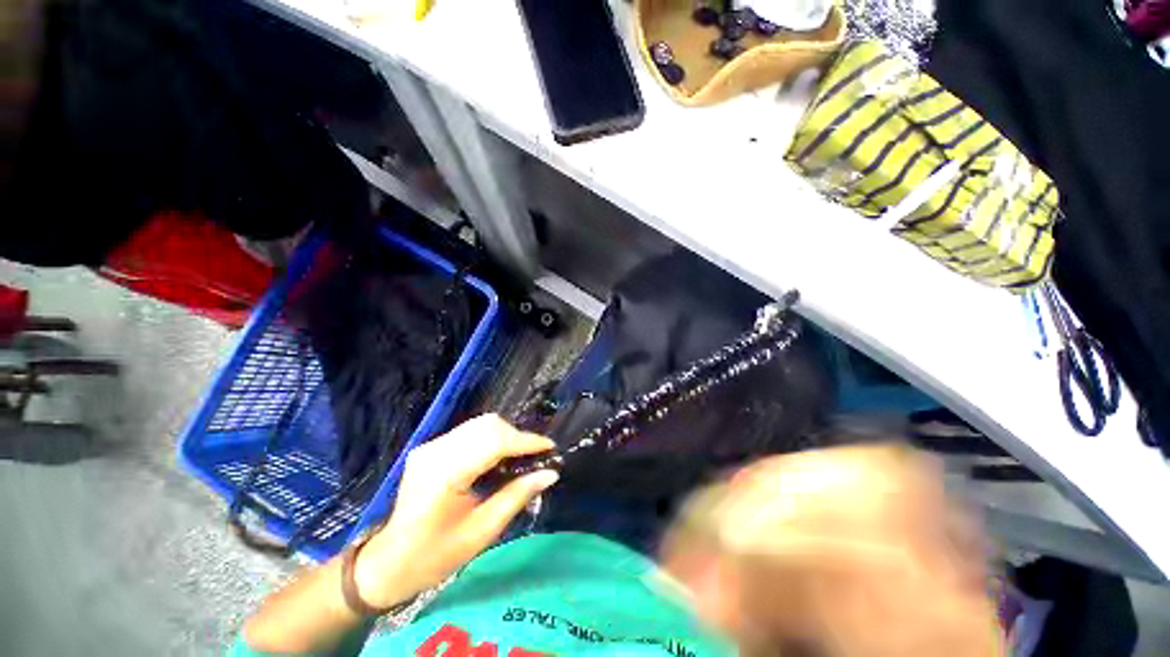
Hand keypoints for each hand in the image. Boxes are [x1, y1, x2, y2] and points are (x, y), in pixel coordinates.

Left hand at [353, 414, 558, 606]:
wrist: (389, 562)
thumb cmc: (435, 556)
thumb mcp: (482, 531)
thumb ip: (517, 496)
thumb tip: (550, 473)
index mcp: (445, 474)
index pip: (495, 442)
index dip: (526, 441)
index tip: (550, 447)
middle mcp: (436, 450)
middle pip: (488, 426)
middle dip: (517, 436)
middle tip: (535, 457)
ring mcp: (431, 445)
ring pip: (481, 424)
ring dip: (506, 435)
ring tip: (520, 457)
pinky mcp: (431, 447)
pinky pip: (471, 432)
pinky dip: (492, 439)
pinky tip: (499, 458)